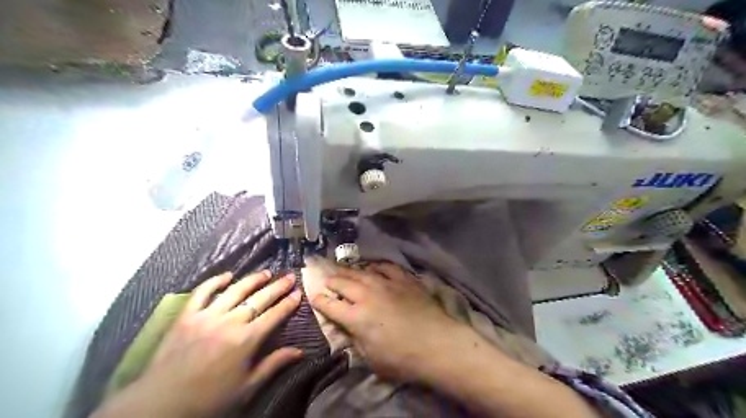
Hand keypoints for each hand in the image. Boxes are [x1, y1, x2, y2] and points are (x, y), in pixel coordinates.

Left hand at [93, 272, 302, 417]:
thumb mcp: (247, 387)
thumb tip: (300, 351)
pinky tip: (227, 275)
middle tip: (289, 277)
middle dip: (277, 287)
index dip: (288, 303)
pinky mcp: (186, 316)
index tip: (298, 293)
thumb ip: (274, 365)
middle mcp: (230, 322)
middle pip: (259, 299)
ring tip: (266, 272)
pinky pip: (202, 292)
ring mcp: (206, 316)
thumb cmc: (208, 399)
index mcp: (246, 340)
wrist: (160, 404)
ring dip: (252, 280)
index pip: (274, 315)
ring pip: (235, 291)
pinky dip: (215, 281)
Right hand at [309, 263, 470, 383]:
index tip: (314, 296)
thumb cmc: (402, 358)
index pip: (330, 306)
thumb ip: (356, 340)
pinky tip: (373, 267)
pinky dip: (376, 266)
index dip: (320, 301)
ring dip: (349, 271)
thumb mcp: (371, 358)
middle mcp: (366, 296)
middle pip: (343, 283)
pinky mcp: (403, 279)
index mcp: (355, 317)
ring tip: (343, 269)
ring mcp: (386, 284)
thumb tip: (350, 328)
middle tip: (327, 279)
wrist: (436, 343)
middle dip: (332, 281)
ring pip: (362, 272)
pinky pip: (386, 267)